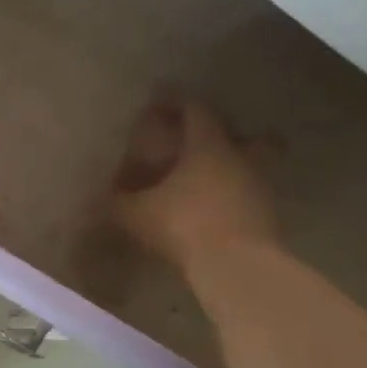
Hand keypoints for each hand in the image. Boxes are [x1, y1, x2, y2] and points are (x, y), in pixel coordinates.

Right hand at [109, 93, 276, 274]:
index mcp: (207, 146)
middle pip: (245, 135)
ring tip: (206, 184)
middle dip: (227, 136)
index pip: (197, 111)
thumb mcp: (136, 214)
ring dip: (232, 169)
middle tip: (204, 146)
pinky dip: (233, 198)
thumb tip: (99, 196)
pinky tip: (213, 213)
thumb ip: (117, 201)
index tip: (162, 104)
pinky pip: (248, 196)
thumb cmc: (182, 224)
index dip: (178, 103)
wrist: (234, 263)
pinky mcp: (266, 215)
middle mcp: (240, 158)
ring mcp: (259, 186)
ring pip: (251, 166)